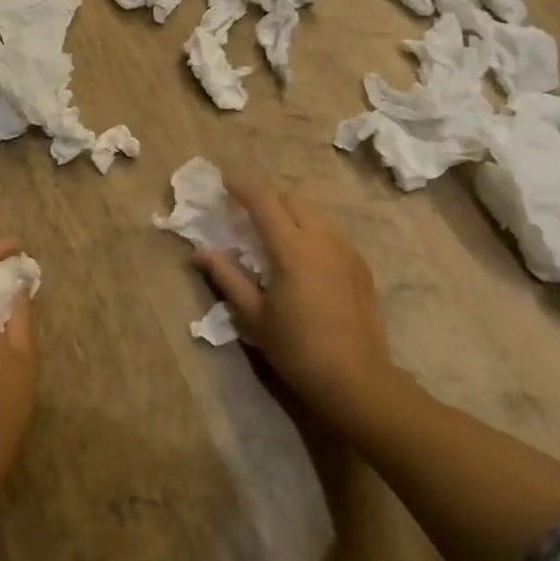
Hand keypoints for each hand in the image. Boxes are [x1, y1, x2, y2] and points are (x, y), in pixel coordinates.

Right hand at [192, 178, 392, 424]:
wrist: (356, 379)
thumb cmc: (297, 348)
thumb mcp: (254, 315)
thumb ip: (227, 277)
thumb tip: (199, 252)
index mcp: (291, 248)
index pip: (264, 201)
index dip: (242, 187)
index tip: (224, 182)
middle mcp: (322, 238)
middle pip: (292, 198)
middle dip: (267, 197)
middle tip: (246, 211)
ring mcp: (346, 250)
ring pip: (315, 212)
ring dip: (291, 210)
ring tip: (274, 229)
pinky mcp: (360, 265)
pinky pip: (332, 231)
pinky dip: (312, 228)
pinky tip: (304, 253)